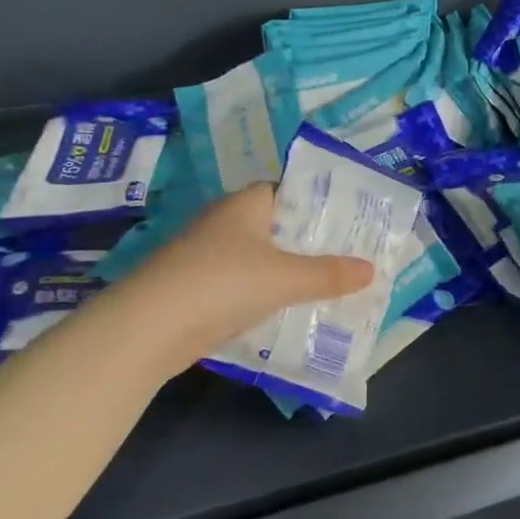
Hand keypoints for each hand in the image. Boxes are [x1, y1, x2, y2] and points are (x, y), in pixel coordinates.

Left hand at [119, 184, 374, 360]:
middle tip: (349, 255)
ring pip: (259, 259)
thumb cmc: (222, 283)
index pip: (286, 190)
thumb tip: (372, 269)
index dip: (316, 202)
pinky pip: (242, 286)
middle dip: (308, 241)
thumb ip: (329, 274)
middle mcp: (224, 223)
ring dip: (287, 272)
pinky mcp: (197, 290)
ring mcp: (207, 257)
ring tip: (329, 285)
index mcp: (245, 205)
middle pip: (276, 226)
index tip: (348, 219)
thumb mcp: (285, 278)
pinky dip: (264, 295)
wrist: (147, 329)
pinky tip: (288, 312)